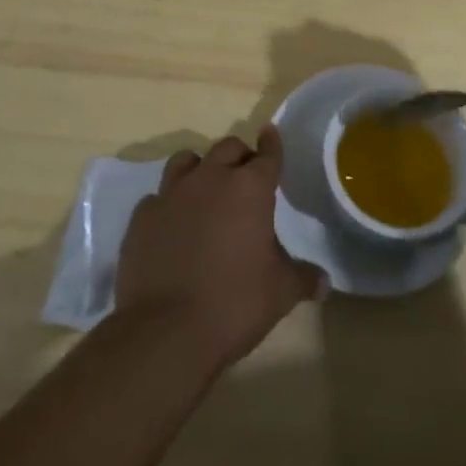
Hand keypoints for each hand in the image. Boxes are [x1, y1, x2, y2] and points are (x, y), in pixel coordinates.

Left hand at [115, 126, 322, 373]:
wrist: (165, 331)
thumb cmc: (234, 304)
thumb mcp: (280, 293)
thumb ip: (303, 278)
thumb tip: (324, 282)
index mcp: (249, 189)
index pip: (267, 154)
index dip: (272, 144)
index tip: (270, 133)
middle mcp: (210, 179)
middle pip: (227, 148)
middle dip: (239, 156)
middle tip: (245, 177)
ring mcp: (171, 194)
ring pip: (186, 160)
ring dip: (200, 169)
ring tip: (206, 189)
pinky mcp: (142, 217)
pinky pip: (158, 196)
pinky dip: (169, 203)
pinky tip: (172, 224)